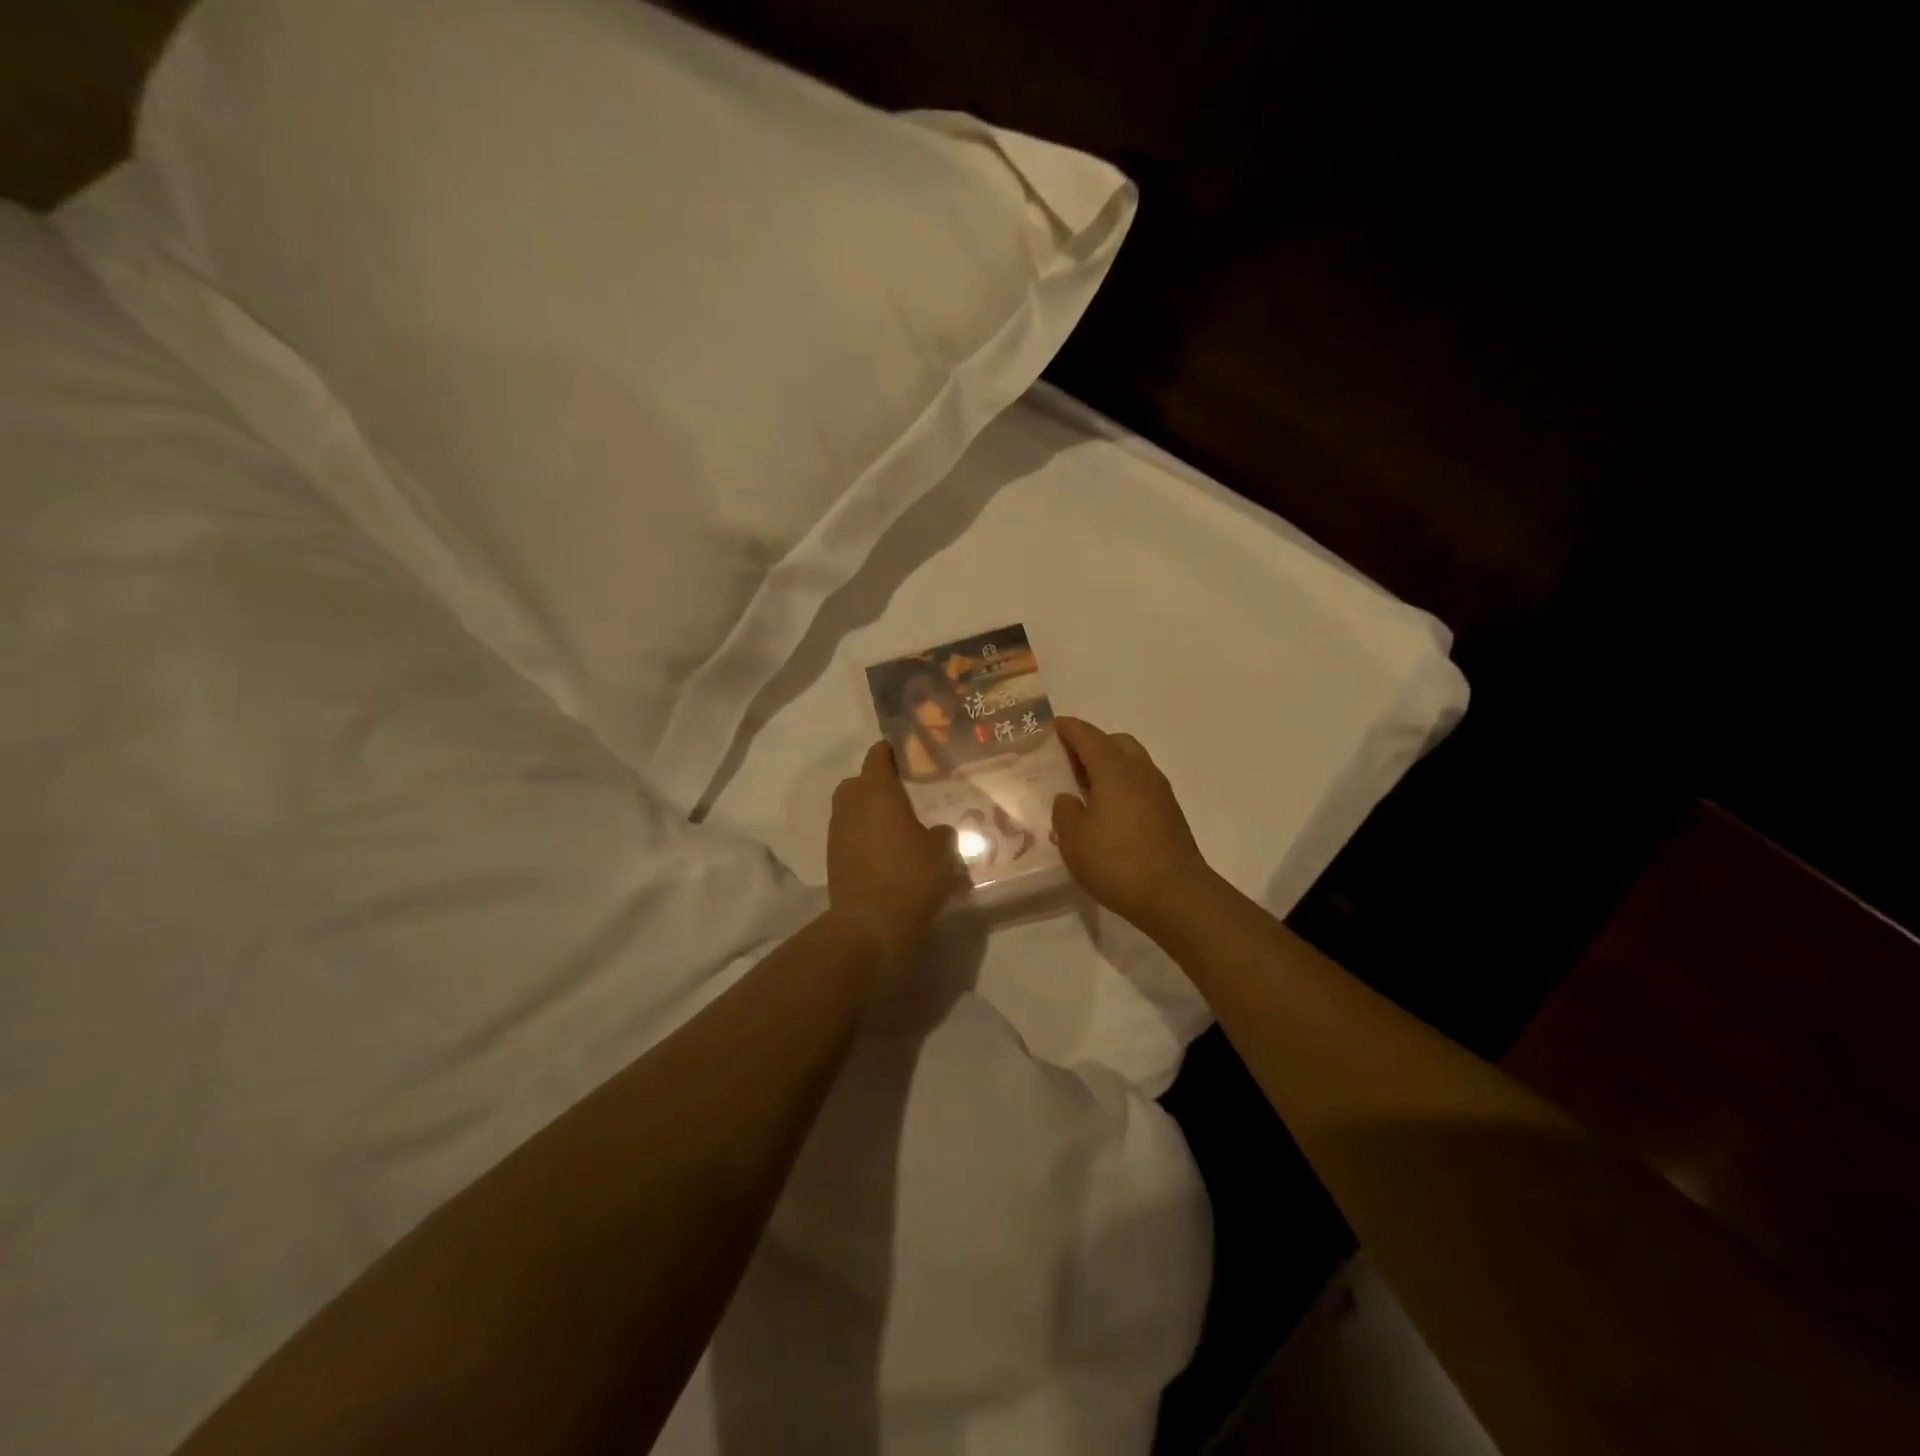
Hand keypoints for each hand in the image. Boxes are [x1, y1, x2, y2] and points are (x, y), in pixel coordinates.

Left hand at [827, 741, 963, 966]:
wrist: (868, 925)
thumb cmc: (910, 877)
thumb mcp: (941, 852)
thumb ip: (941, 833)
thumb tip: (937, 829)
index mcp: (877, 791)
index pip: (878, 755)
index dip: (893, 751)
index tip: (910, 755)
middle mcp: (851, 804)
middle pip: (859, 781)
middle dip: (878, 783)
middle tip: (906, 794)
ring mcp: (837, 831)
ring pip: (852, 808)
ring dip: (870, 812)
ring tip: (898, 825)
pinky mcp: (833, 857)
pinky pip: (850, 834)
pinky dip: (864, 835)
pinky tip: (887, 852)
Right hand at [1051, 717, 1214, 931]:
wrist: (1176, 895)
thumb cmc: (1117, 861)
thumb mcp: (1074, 838)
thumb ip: (1065, 811)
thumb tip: (1069, 798)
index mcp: (1113, 769)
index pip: (1088, 737)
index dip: (1069, 729)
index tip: (1054, 725)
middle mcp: (1140, 772)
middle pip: (1116, 743)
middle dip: (1093, 744)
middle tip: (1069, 760)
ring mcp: (1160, 793)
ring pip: (1132, 764)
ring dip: (1110, 766)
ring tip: (1086, 788)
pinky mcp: (1170, 815)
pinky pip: (1141, 786)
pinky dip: (1122, 787)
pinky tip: (1109, 812)